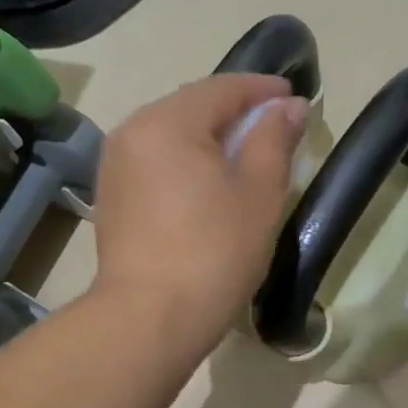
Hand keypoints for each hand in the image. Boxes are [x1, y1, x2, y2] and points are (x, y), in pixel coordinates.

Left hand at [93, 73, 308, 355]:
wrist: (149, 319)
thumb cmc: (214, 252)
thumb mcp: (259, 193)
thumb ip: (274, 139)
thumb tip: (288, 107)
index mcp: (167, 121)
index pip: (222, 88)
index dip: (263, 90)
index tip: (295, 98)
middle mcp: (132, 132)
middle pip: (192, 107)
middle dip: (236, 112)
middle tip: (275, 128)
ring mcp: (115, 166)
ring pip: (172, 136)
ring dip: (209, 138)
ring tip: (245, 157)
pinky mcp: (112, 198)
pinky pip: (156, 163)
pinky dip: (186, 162)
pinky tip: (208, 183)